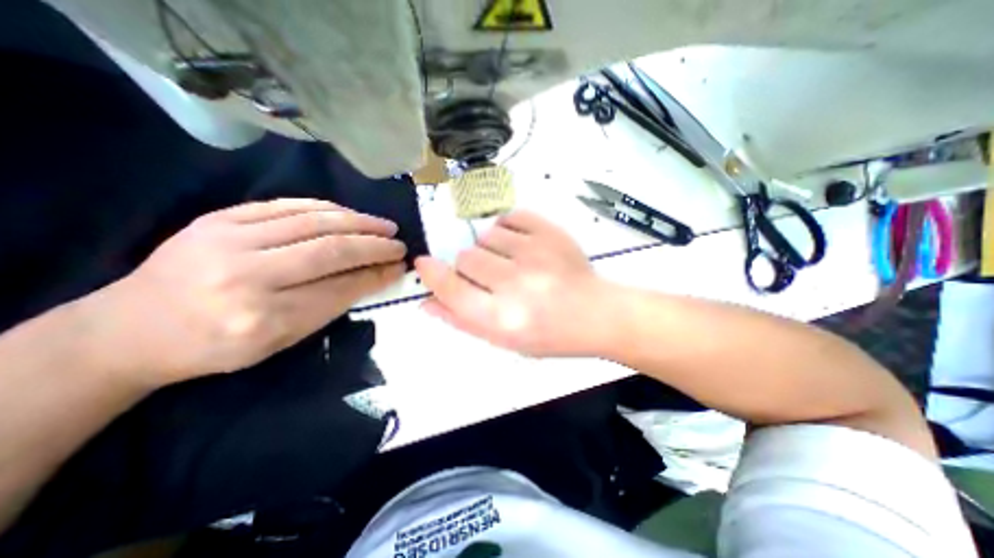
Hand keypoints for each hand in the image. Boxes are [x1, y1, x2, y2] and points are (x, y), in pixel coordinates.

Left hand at [104, 199, 406, 384]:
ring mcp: (228, 239)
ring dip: (358, 222)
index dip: (376, 274)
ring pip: (313, 222)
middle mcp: (246, 276)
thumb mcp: (281, 340)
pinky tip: (349, 213)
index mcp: (263, 318)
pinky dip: (327, 208)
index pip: (339, 288)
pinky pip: (287, 205)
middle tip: (399, 244)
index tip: (400, 267)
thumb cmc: (217, 346)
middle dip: (374, 245)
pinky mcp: (219, 217)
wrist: (130, 329)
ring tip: (384, 226)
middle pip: (329, 250)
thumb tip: (374, 276)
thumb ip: (330, 305)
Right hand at [415, 210, 609, 356]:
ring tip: (512, 263)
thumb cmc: (549, 334)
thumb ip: (462, 320)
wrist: (596, 314)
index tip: (424, 264)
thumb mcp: (503, 340)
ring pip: (486, 235)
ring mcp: (535, 253)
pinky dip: (508, 228)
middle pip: (465, 257)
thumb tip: (427, 301)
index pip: (452, 289)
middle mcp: (516, 284)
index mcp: (503, 318)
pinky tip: (520, 244)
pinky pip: (509, 217)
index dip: (433, 274)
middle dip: (470, 267)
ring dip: (491, 249)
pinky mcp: (551, 232)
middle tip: (492, 277)